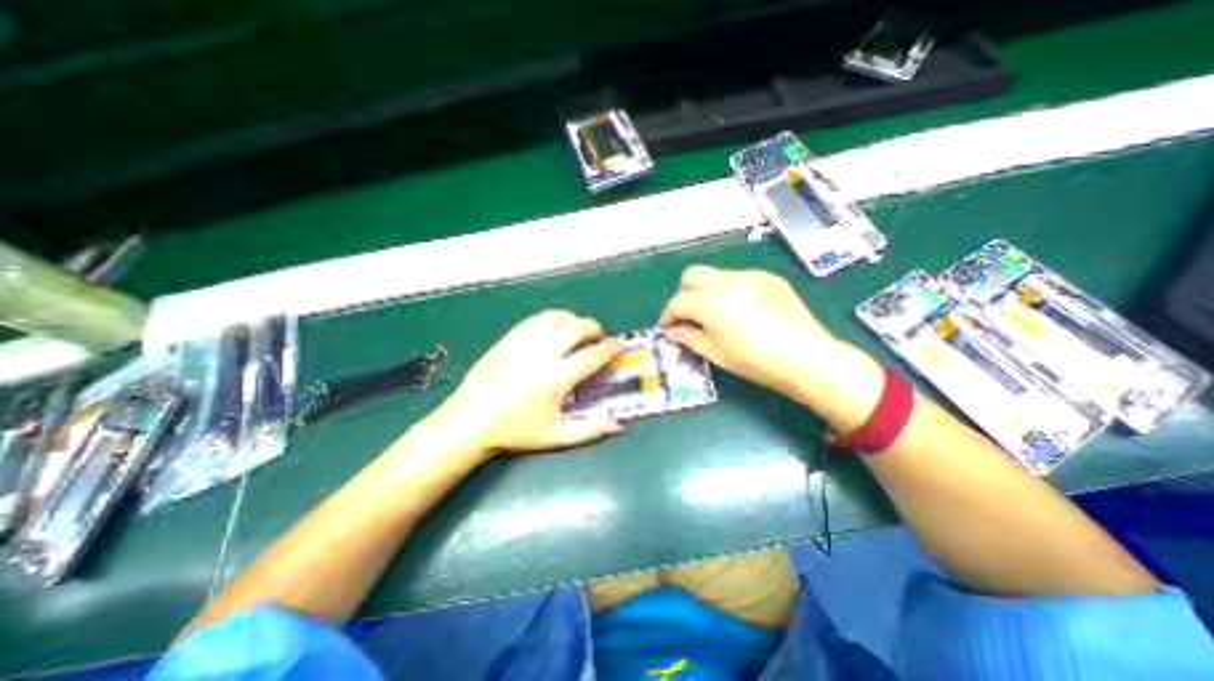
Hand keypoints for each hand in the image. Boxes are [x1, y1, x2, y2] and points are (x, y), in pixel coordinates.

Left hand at [434, 311, 623, 453]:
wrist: (470, 421)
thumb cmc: (514, 431)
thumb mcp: (555, 436)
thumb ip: (590, 430)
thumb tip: (618, 426)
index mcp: (556, 378)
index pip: (592, 355)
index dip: (611, 348)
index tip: (619, 344)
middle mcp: (542, 354)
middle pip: (577, 328)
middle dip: (595, 328)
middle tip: (598, 338)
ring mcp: (523, 342)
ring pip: (556, 317)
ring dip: (573, 321)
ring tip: (576, 332)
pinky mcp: (508, 338)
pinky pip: (536, 319)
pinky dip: (551, 320)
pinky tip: (553, 331)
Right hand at [660, 267, 888, 430]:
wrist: (807, 357)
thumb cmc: (756, 362)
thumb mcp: (716, 353)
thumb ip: (689, 338)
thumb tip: (672, 332)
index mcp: (711, 302)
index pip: (678, 302)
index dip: (667, 316)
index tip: (666, 328)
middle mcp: (727, 281)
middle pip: (691, 276)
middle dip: (683, 295)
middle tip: (687, 317)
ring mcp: (750, 276)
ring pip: (714, 275)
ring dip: (705, 291)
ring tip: (714, 315)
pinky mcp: (768, 278)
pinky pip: (738, 278)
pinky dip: (728, 290)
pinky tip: (739, 310)